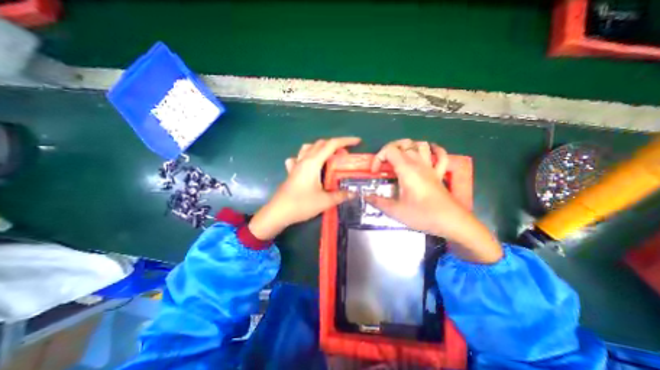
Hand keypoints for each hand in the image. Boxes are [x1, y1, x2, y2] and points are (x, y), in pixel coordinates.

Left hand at [248, 138, 360, 239]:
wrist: (278, 213)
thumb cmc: (301, 204)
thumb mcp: (324, 201)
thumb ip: (340, 195)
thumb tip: (353, 193)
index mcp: (313, 163)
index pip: (331, 145)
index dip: (346, 141)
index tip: (357, 142)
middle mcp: (304, 160)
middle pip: (320, 144)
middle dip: (335, 145)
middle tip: (345, 155)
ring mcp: (296, 165)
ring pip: (309, 148)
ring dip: (321, 148)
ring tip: (329, 157)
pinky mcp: (291, 172)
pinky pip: (298, 158)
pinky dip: (306, 157)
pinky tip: (308, 165)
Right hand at [369, 139, 503, 262]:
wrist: (452, 222)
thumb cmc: (423, 215)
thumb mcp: (396, 211)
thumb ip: (378, 202)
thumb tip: (366, 196)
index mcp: (406, 169)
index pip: (389, 150)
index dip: (378, 158)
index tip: (376, 172)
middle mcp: (419, 163)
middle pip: (404, 143)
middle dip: (390, 149)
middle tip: (384, 163)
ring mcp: (431, 167)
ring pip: (421, 145)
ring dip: (409, 147)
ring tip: (400, 158)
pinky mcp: (439, 173)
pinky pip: (440, 155)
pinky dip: (434, 151)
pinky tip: (428, 154)